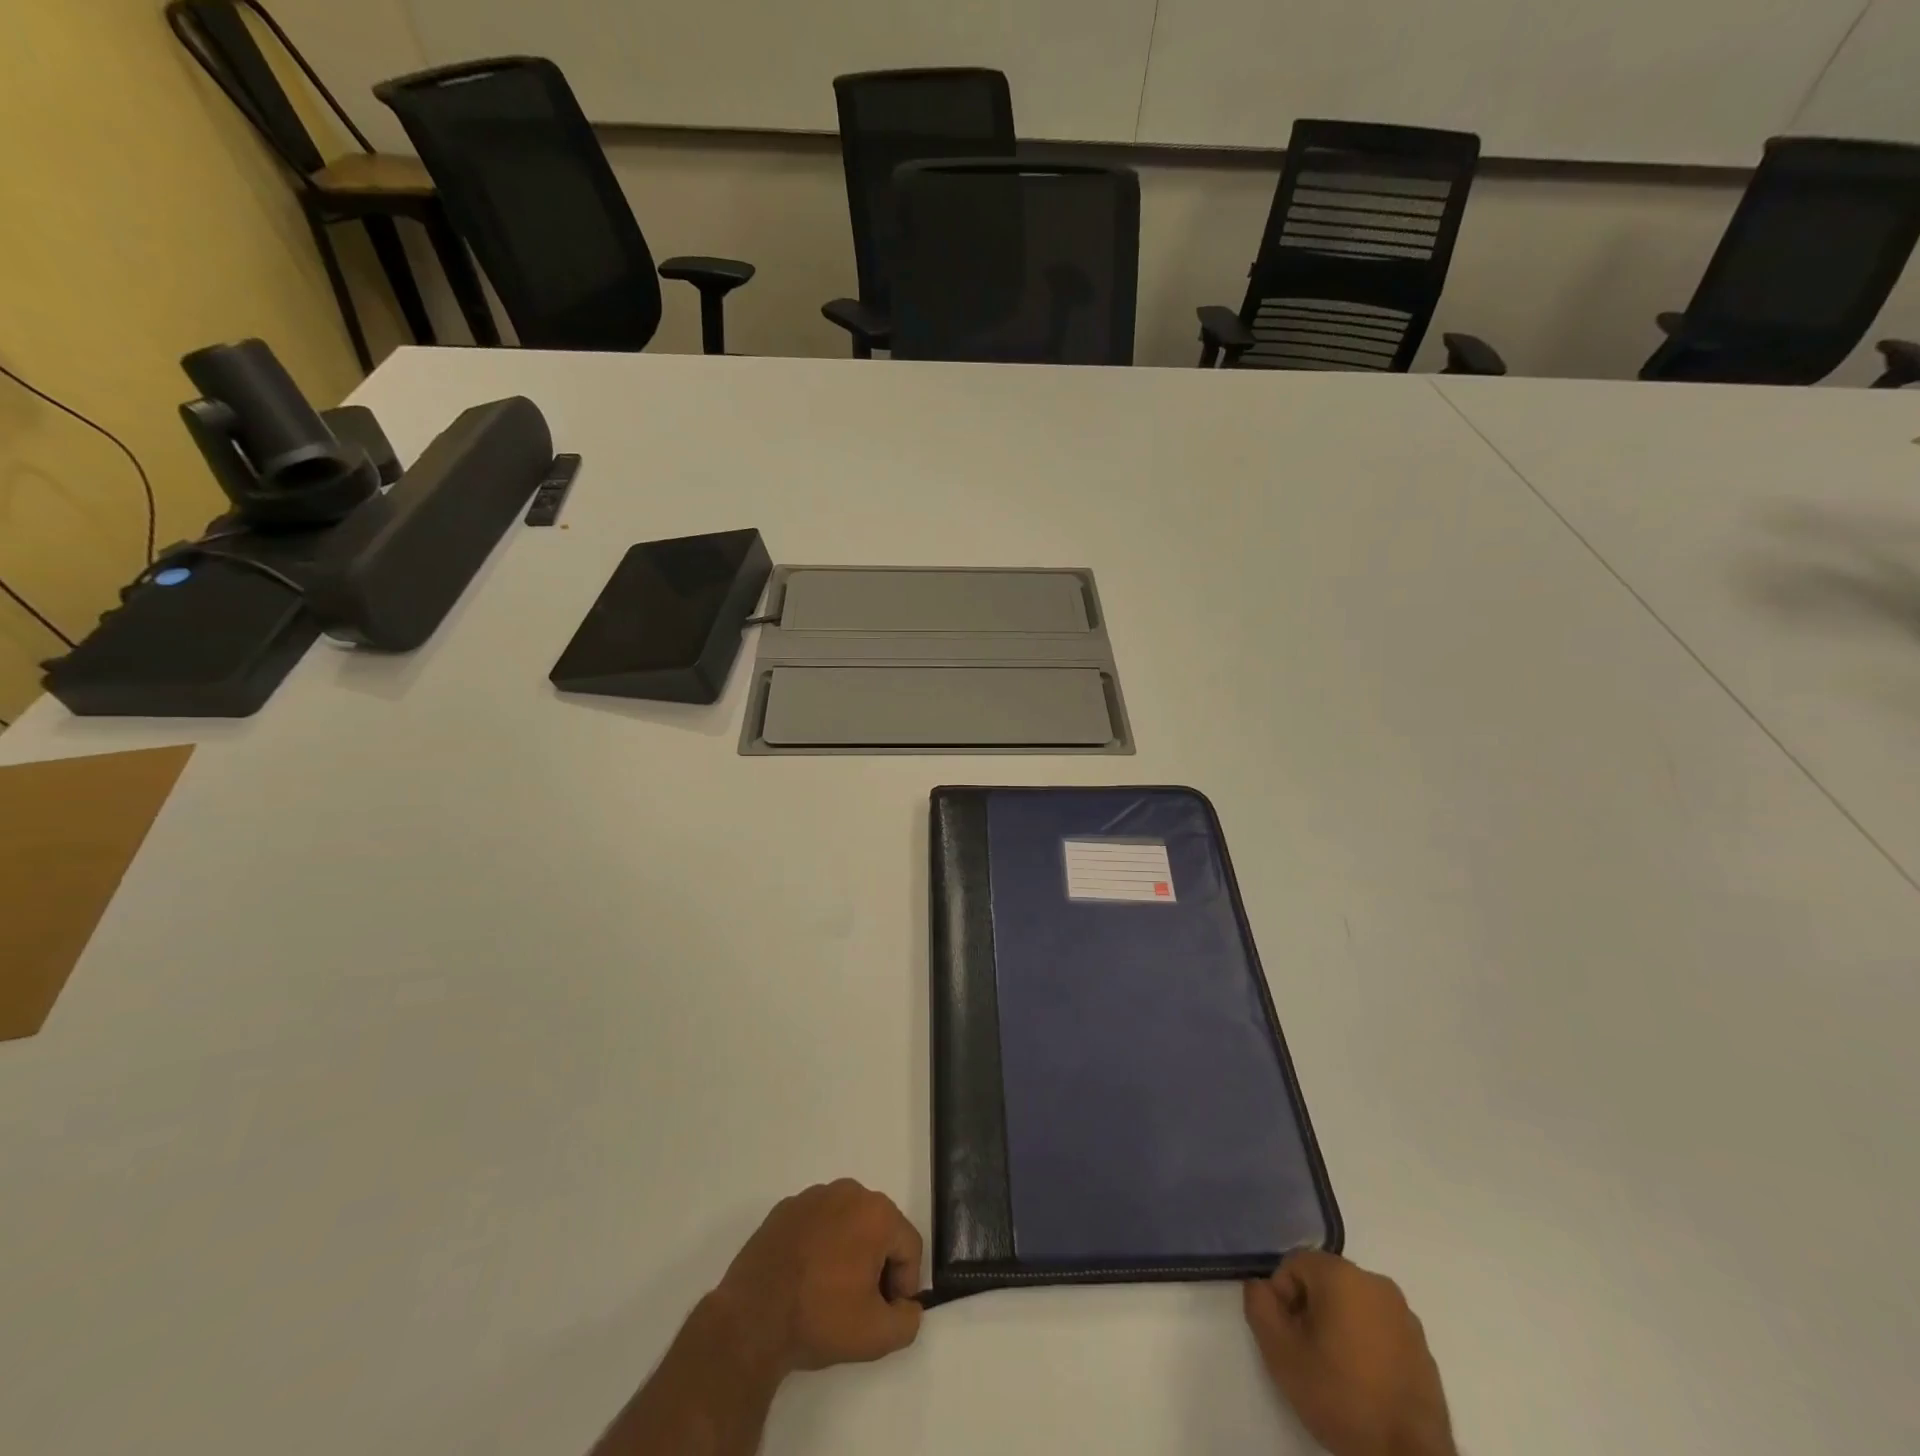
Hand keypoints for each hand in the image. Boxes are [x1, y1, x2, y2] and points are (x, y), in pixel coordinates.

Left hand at [710, 1179, 923, 1377]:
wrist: (752, 1318)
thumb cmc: (820, 1318)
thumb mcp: (876, 1336)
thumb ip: (908, 1321)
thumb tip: (907, 1306)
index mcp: (876, 1213)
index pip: (909, 1246)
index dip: (904, 1283)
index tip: (886, 1312)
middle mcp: (849, 1192)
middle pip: (880, 1229)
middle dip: (877, 1264)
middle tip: (860, 1303)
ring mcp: (814, 1196)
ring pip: (848, 1223)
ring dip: (849, 1251)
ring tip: (830, 1291)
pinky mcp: (786, 1208)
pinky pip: (818, 1223)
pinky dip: (820, 1245)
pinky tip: (805, 1278)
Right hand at [1244, 1251, 1454, 1455]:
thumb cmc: (1341, 1396)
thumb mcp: (1280, 1353)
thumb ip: (1259, 1306)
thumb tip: (1261, 1286)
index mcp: (1342, 1274)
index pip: (1294, 1264)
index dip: (1282, 1297)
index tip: (1288, 1335)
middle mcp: (1376, 1283)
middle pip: (1325, 1282)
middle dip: (1310, 1310)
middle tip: (1308, 1353)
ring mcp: (1405, 1315)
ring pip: (1353, 1304)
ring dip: (1338, 1326)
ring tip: (1337, 1370)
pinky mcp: (1423, 1347)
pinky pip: (1379, 1328)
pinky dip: (1366, 1343)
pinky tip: (1365, 1381)